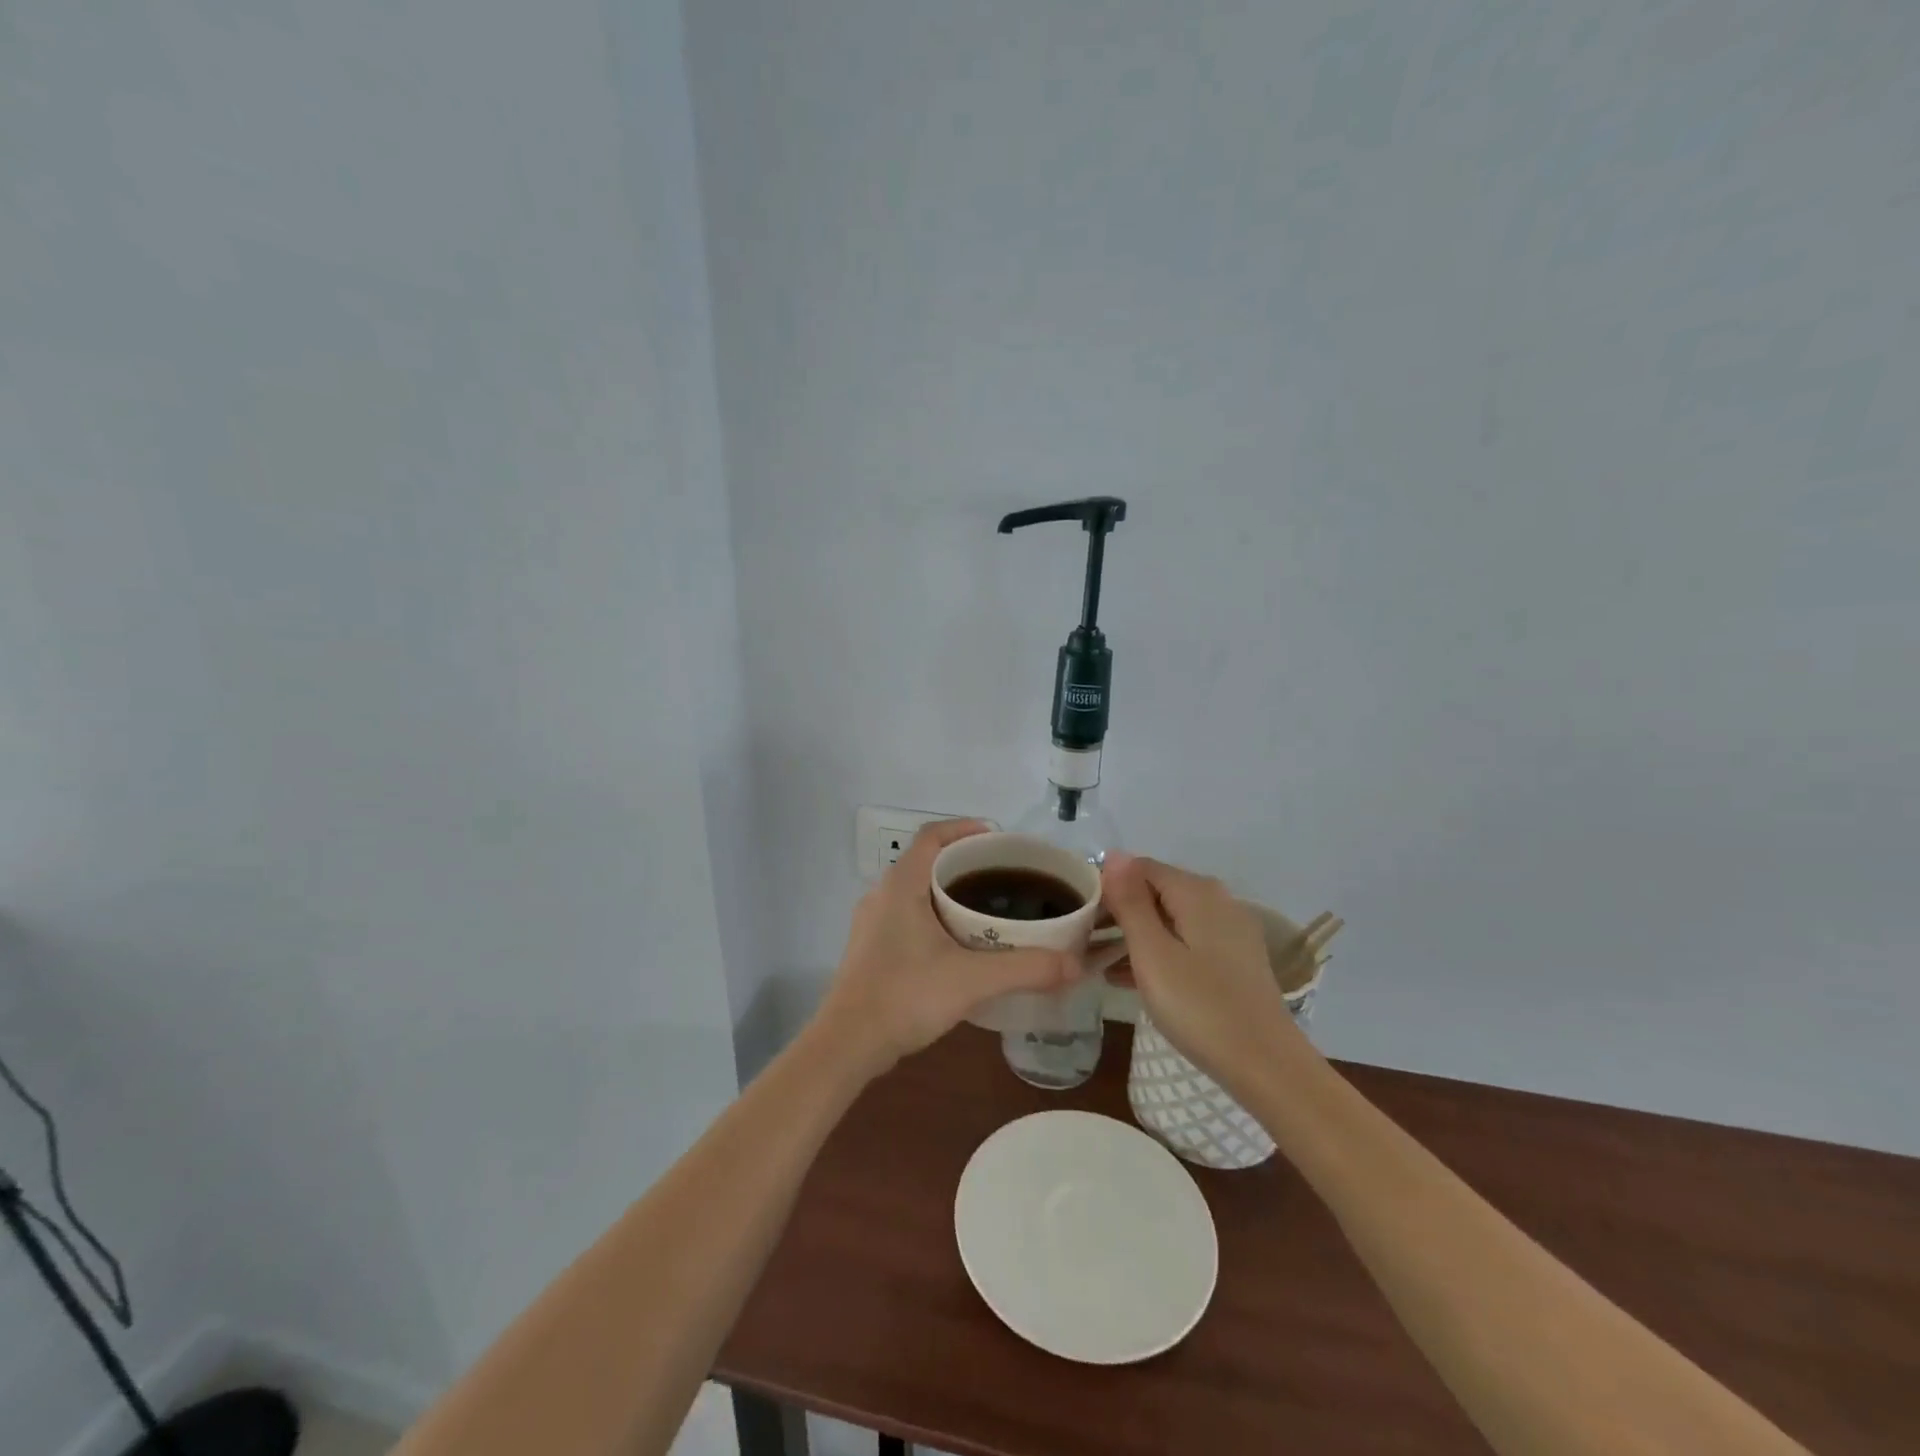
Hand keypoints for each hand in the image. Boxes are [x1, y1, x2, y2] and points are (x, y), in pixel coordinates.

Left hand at [817, 820, 1083, 1073]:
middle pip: (927, 862)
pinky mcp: (871, 949)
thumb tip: (1075, 964)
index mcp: (901, 885)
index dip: (964, 829)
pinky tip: (960, 944)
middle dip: (965, 863)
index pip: (932, 836)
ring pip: (917, 891)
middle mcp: (882, 895)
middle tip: (1004, 876)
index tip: (998, 839)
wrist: (846, 1045)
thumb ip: (1025, 968)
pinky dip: (936, 916)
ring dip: (950, 892)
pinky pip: (908, 916)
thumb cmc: (904, 996)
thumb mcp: (972, 980)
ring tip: (989, 908)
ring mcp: (872, 923)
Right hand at [1101, 852, 1298, 1081]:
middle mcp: (1217, 900)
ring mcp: (1230, 930)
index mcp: (1196, 891)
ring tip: (1098, 962)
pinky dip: (1159, 952)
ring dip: (1135, 935)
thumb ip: (1130, 902)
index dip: (1106, 886)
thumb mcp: (1153, 954)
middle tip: (1083, 942)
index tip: (1080, 918)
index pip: (1139, 868)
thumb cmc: (1200, 1008)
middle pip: (1156, 892)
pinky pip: (1187, 942)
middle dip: (1119, 912)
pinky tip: (1131, 978)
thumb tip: (1114, 854)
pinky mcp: (1235, 960)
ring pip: (1170, 920)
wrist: (1267, 1067)